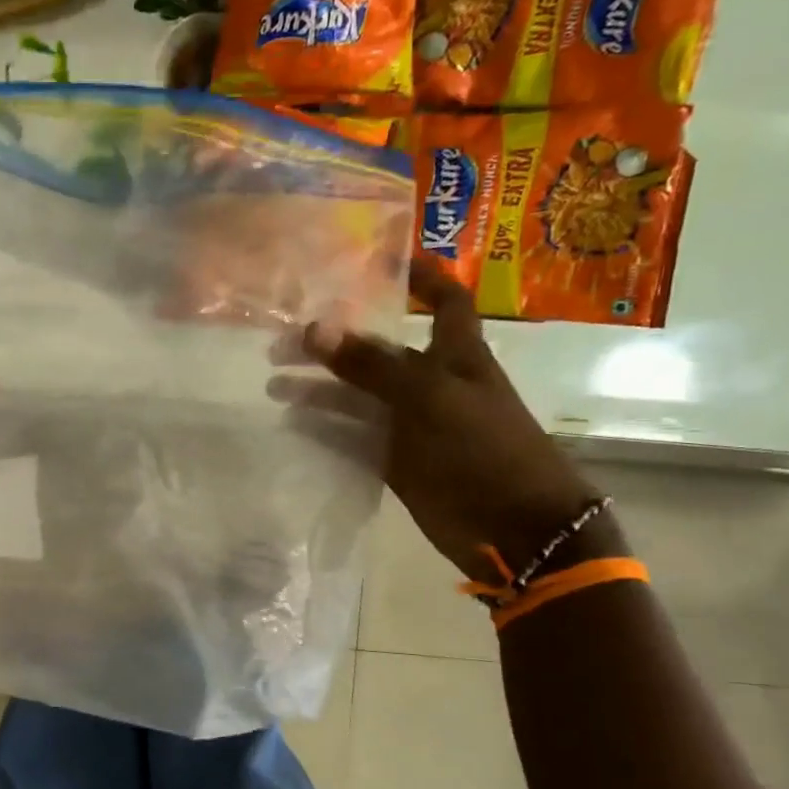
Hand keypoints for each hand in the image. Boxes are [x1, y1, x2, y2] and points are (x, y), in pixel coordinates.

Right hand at [271, 258, 609, 579]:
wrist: (514, 528)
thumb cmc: (485, 449)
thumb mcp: (429, 397)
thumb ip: (371, 365)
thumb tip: (314, 328)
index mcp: (456, 356)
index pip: (443, 301)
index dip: (421, 278)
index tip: (380, 260)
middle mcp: (431, 384)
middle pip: (377, 352)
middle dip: (333, 342)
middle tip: (283, 341)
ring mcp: (411, 425)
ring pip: (356, 397)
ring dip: (318, 389)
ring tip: (273, 384)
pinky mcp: (396, 461)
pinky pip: (353, 437)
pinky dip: (323, 429)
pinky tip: (291, 423)